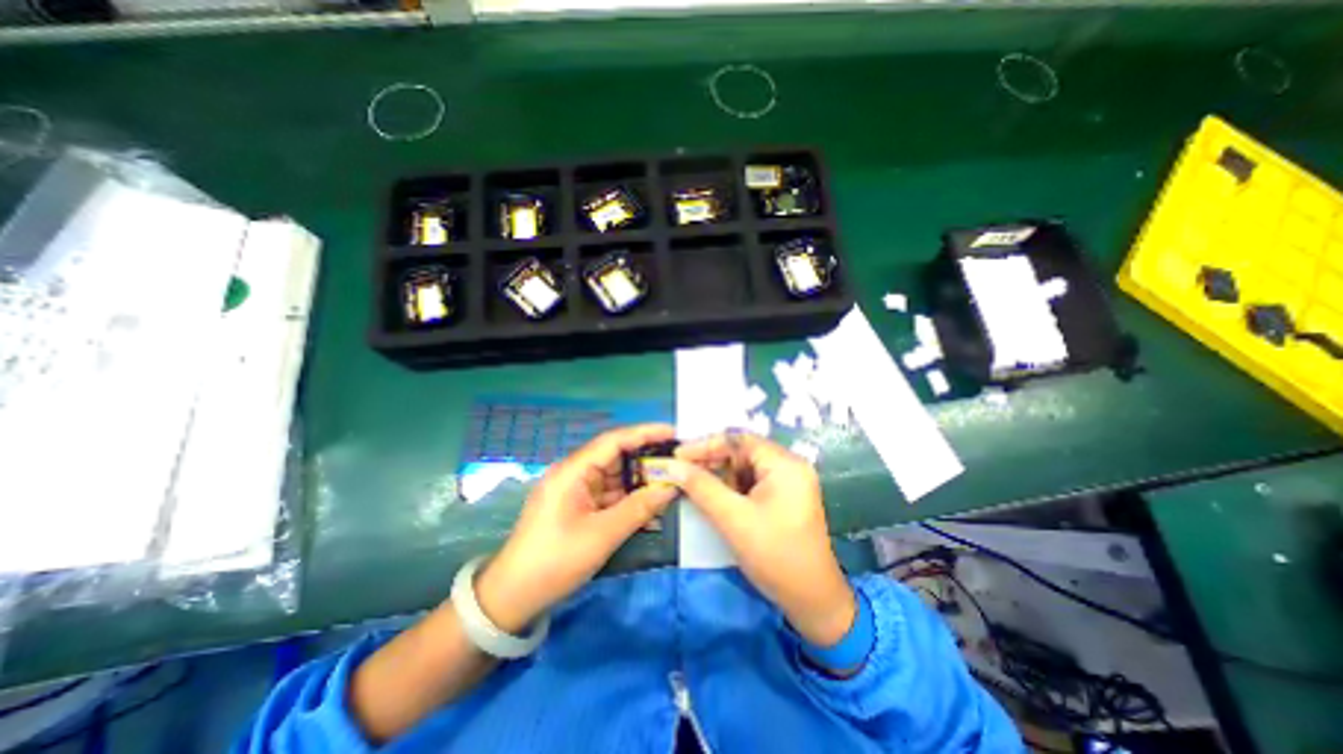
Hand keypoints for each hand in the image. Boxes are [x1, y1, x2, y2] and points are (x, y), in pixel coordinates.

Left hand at [476, 423, 682, 636]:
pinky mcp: (578, 506)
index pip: (613, 441)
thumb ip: (639, 508)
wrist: (513, 597)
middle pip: (616, 457)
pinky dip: (628, 499)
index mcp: (573, 471)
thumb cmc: (555, 561)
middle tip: (678, 462)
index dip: (644, 433)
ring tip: (671, 483)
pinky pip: (609, 494)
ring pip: (615, 477)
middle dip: (646, 459)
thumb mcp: (602, 535)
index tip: (672, 433)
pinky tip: (650, 505)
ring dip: (639, 481)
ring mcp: (576, 490)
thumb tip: (671, 487)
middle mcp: (574, 473)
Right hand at [665, 434, 852, 644]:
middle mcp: (789, 466)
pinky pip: (752, 482)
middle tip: (681, 470)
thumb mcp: (733, 519)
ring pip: (745, 468)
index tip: (678, 455)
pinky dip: (731, 487)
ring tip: (692, 483)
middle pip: (743, 452)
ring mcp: (789, 482)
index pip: (739, 440)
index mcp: (785, 464)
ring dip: (719, 474)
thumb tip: (672, 465)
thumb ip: (701, 487)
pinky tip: (712, 495)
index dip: (706, 444)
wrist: (813, 601)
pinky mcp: (784, 498)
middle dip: (711, 460)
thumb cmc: (775, 556)